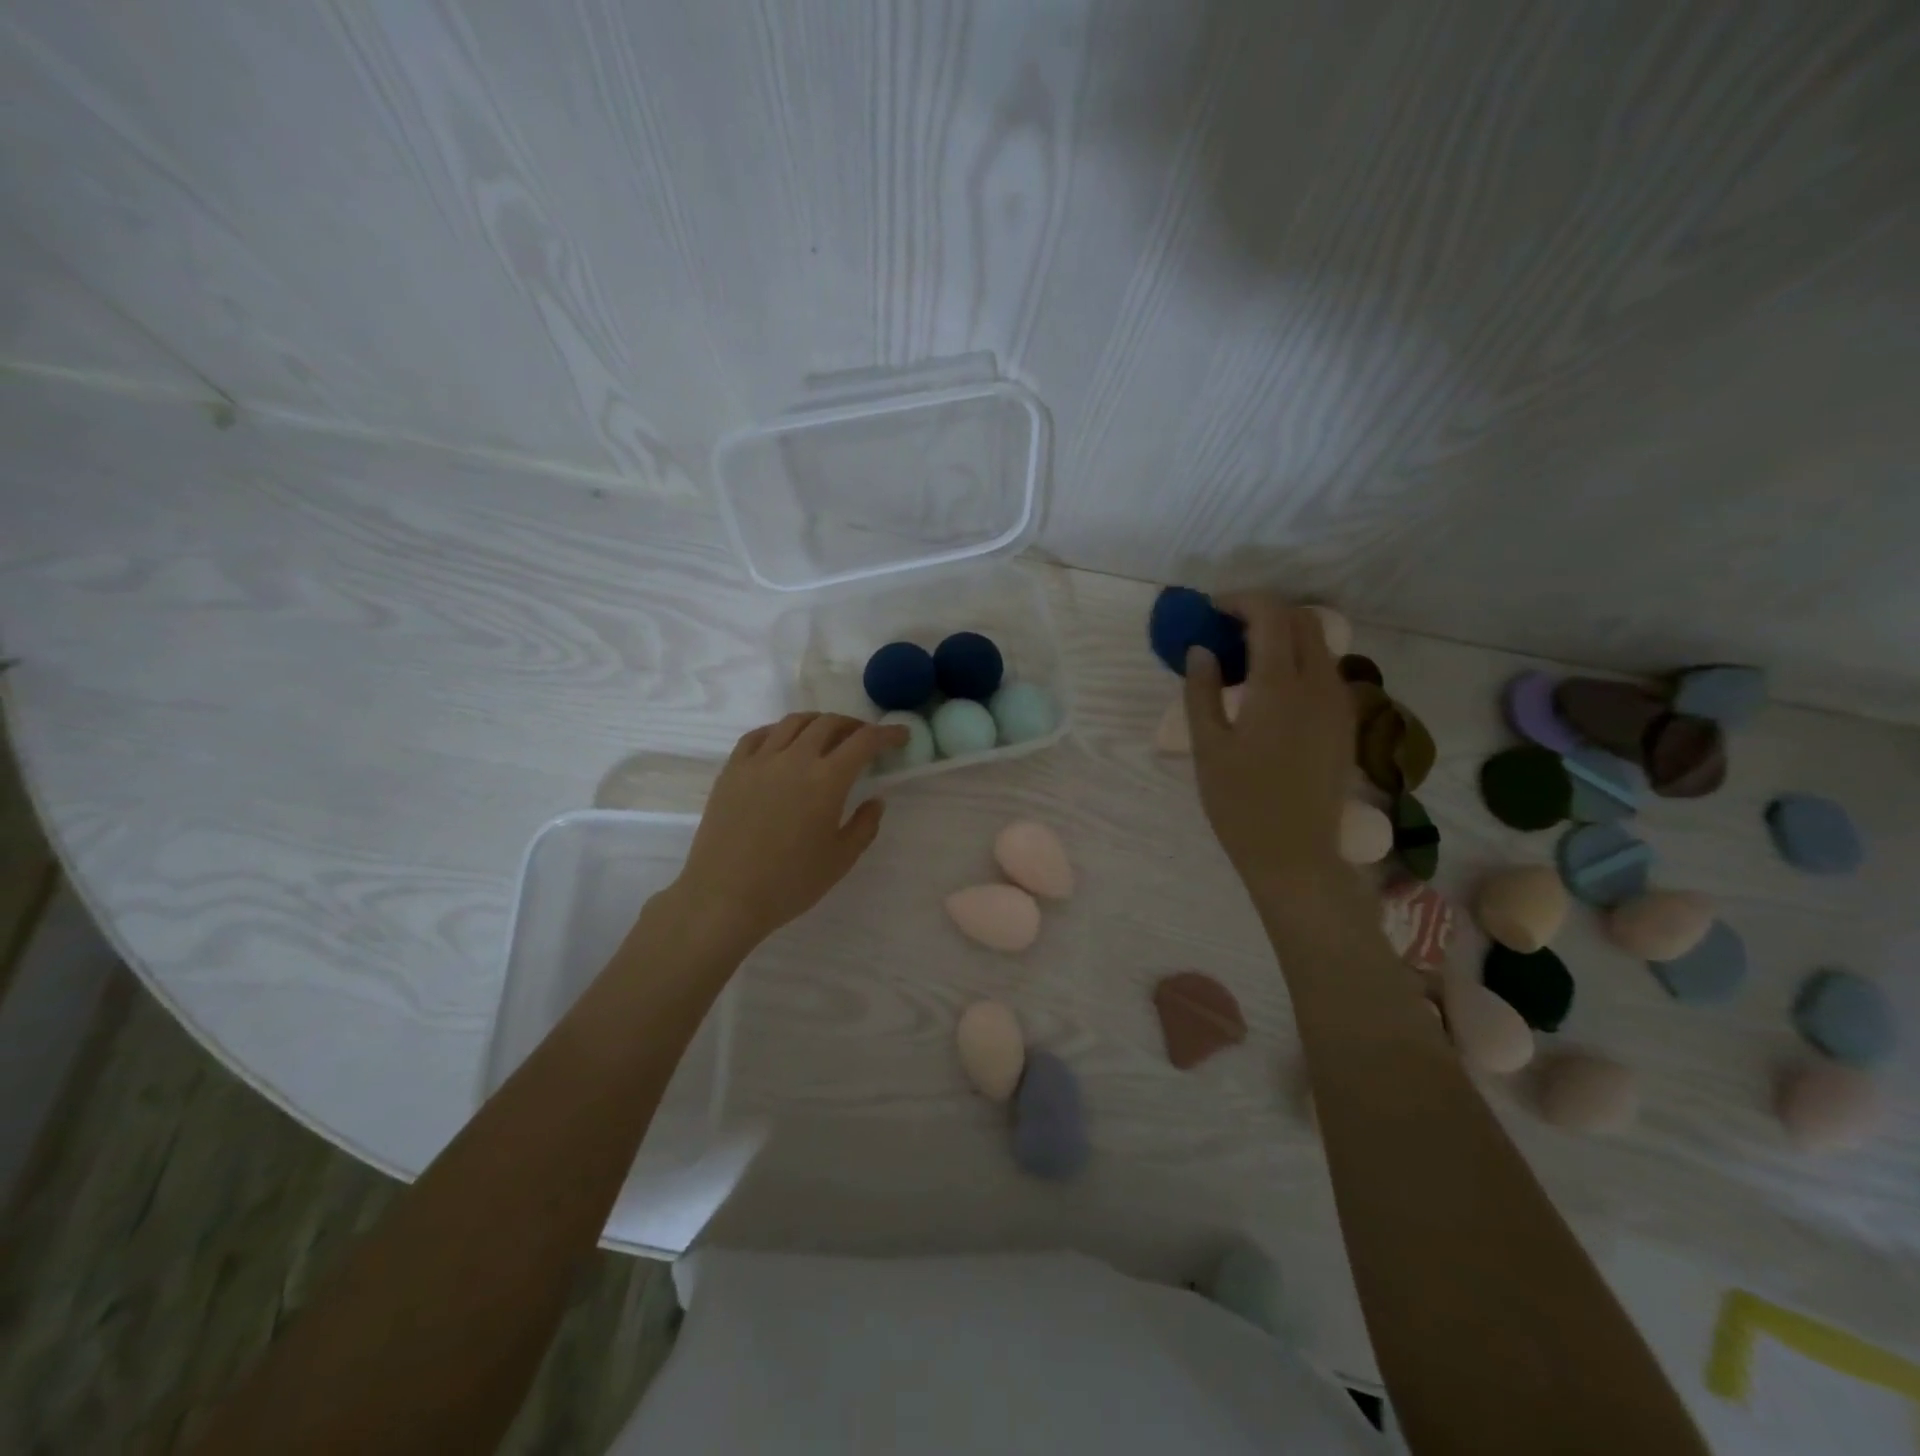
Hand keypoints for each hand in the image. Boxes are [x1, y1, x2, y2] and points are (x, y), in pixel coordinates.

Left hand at [661, 712, 906, 957]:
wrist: (724, 896)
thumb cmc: (789, 883)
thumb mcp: (840, 860)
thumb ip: (864, 825)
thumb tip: (875, 801)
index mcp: (827, 780)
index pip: (864, 741)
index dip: (887, 734)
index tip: (901, 734)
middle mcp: (795, 759)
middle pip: (829, 723)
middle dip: (853, 725)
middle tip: (864, 738)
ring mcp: (759, 760)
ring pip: (793, 723)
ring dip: (818, 722)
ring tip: (826, 734)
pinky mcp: (732, 769)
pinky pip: (758, 735)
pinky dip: (779, 731)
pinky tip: (783, 742)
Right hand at [1185, 595, 1353, 894]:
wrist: (1294, 854)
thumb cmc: (1240, 803)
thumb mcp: (1208, 746)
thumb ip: (1201, 691)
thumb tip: (1201, 650)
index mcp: (1281, 686)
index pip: (1270, 615)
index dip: (1240, 601)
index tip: (1210, 610)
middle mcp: (1319, 684)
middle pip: (1301, 620)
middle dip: (1264, 611)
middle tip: (1225, 629)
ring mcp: (1339, 703)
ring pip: (1318, 643)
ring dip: (1283, 634)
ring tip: (1243, 656)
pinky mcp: (1344, 722)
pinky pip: (1325, 670)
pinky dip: (1297, 658)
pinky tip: (1268, 687)